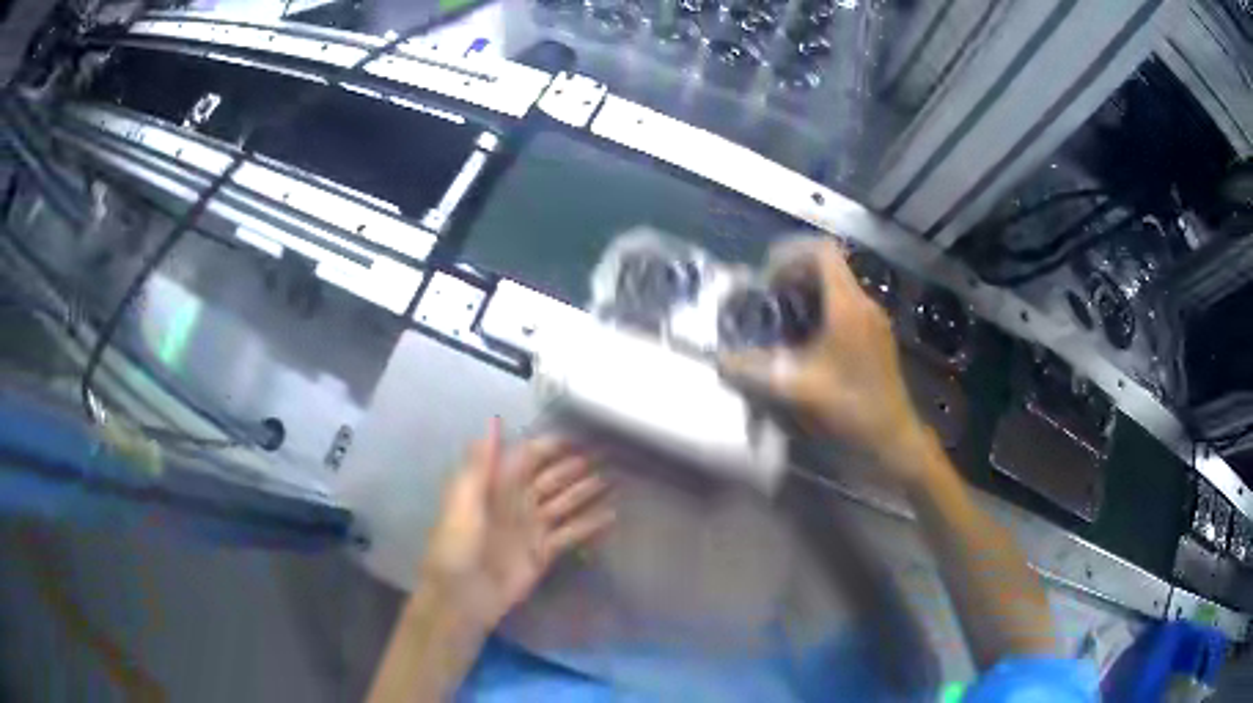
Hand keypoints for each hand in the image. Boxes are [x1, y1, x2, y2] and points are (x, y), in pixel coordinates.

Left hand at [419, 418, 614, 630]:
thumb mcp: (464, 501)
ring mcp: (532, 528)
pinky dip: (590, 524)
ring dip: (587, 491)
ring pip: (565, 503)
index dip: (552, 446)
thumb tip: (494, 421)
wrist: (462, 597)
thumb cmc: (457, 546)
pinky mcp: (543, 553)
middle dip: (577, 466)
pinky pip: (571, 533)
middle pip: (552, 478)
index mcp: (495, 486)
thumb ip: (481, 463)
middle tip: (609, 454)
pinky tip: (612, 515)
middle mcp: (517, 502)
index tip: (581, 437)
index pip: (528, 457)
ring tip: (616, 479)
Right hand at [722, 239, 931, 480]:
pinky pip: (846, 306)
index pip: (821, 251)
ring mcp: (874, 320)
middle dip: (794, 274)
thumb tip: (719, 360)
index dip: (789, 254)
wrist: (891, 437)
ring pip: (837, 287)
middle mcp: (864, 303)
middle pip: (828, 266)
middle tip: (768, 298)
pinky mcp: (877, 336)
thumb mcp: (794, 389)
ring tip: (783, 318)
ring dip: (807, 293)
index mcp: (847, 305)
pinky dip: (822, 310)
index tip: (766, 278)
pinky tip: (807, 341)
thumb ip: (752, 371)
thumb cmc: (848, 407)